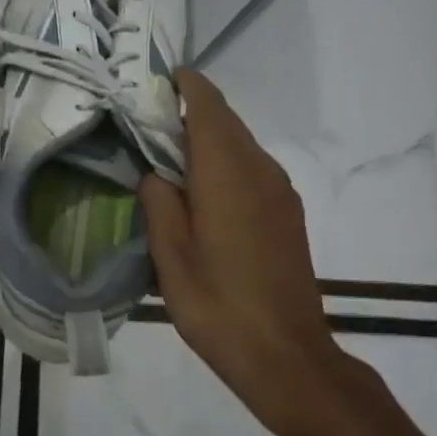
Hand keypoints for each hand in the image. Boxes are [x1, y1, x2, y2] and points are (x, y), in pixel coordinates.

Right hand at [139, 70, 373, 434]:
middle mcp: (259, 169)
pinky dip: (225, 162)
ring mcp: (279, 191)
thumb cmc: (218, 304)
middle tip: (148, 121)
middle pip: (225, 120)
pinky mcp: (288, 212)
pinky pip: (252, 168)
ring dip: (207, 138)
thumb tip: (155, 173)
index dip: (184, 84)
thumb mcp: (170, 255)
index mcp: (227, 171)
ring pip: (240, 144)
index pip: (207, 105)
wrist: (287, 356)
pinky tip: (202, 192)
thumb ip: (158, 201)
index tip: (155, 80)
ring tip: (169, 157)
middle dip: (190, 110)